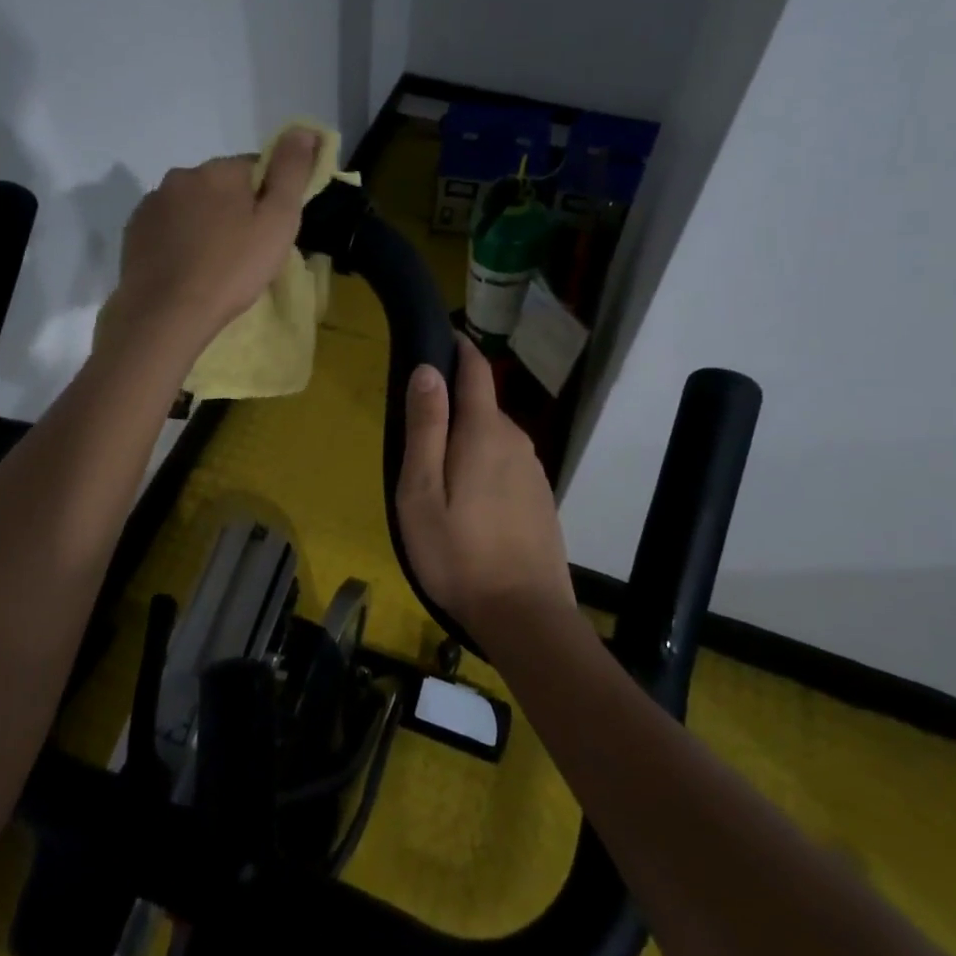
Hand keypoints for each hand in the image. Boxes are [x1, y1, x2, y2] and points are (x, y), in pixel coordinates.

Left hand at [103, 131, 320, 357]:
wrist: (166, 314)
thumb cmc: (231, 270)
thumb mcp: (277, 222)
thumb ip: (291, 172)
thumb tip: (304, 129)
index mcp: (219, 170)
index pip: (255, 169)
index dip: (267, 199)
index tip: (269, 232)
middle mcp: (181, 176)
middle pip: (220, 186)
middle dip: (233, 210)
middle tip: (244, 253)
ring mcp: (152, 204)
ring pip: (190, 207)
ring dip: (203, 225)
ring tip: (213, 265)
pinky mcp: (134, 232)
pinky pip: (166, 228)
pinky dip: (178, 241)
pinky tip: (185, 270)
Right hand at [397, 335, 574, 634]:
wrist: (525, 617)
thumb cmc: (458, 553)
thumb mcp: (421, 490)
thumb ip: (426, 427)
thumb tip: (428, 369)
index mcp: (486, 432)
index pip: (476, 369)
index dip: (457, 347)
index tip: (434, 338)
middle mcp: (517, 440)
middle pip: (481, 406)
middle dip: (450, 406)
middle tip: (414, 439)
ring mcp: (534, 471)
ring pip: (493, 438)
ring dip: (466, 442)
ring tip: (436, 479)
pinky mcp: (540, 498)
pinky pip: (506, 465)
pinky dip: (483, 468)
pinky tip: (468, 506)